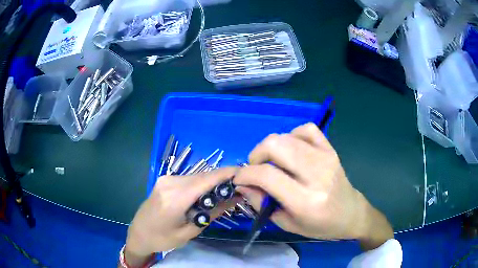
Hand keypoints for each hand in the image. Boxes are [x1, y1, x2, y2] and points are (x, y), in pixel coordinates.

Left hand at [123, 168, 240, 266]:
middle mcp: (170, 183)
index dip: (227, 173)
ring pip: (196, 176)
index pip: (206, 180)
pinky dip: (201, 184)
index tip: (246, 172)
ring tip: (227, 191)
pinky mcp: (165, 180)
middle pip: (203, 175)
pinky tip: (208, 193)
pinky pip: (188, 179)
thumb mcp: (190, 231)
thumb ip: (213, 212)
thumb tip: (235, 198)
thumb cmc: (163, 239)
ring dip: (212, 181)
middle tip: (240, 186)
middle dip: (223, 178)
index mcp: (175, 198)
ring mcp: (166, 179)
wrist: (138, 233)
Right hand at [234, 123, 393, 249]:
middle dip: (256, 155)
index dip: (245, 174)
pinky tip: (292, 149)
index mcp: (305, 200)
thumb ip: (262, 204)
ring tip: (272, 161)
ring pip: (287, 136)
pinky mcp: (331, 150)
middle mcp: (316, 175)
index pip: (267, 175)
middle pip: (276, 146)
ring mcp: (326, 158)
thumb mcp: (287, 224)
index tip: (239, 179)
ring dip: (271, 146)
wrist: (351, 213)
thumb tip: (243, 185)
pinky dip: (292, 135)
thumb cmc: (320, 226)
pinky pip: (307, 129)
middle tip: (256, 169)